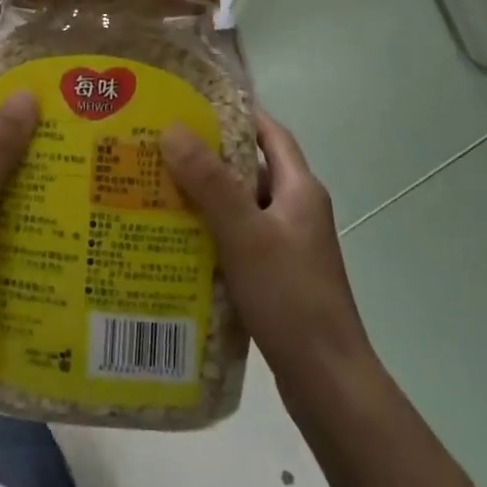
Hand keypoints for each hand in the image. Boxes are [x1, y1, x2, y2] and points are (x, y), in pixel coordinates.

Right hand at [161, 110, 373, 383]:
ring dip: (207, 196)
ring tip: (159, 188)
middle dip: (210, 156)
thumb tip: (172, 128)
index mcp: (300, 190)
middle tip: (161, 146)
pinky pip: (239, 238)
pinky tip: (177, 239)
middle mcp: (297, 210)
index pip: (270, 133)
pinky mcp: (277, 276)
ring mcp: (289, 246)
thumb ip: (209, 182)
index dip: (237, 113)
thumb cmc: (290, 297)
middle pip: (251, 168)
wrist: (327, 383)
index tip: (193, 102)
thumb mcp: (244, 233)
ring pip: (242, 206)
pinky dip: (212, 231)